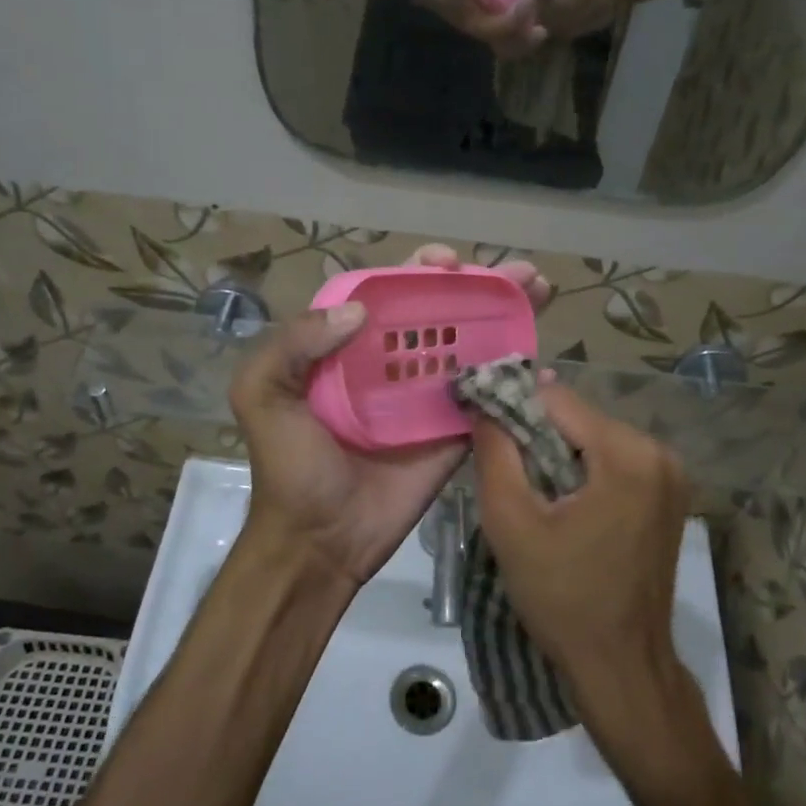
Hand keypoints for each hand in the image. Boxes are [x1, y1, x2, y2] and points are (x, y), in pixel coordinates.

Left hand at [230, 245, 552, 591]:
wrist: (319, 542)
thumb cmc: (290, 467)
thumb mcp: (262, 396)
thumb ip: (291, 344)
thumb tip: (359, 311)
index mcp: (349, 349)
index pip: (390, 295)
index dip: (420, 272)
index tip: (448, 263)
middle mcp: (392, 366)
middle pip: (442, 314)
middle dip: (481, 287)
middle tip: (520, 274)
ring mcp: (427, 400)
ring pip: (471, 349)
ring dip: (507, 320)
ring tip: (541, 294)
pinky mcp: (452, 435)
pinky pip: (487, 402)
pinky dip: (515, 382)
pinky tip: (543, 364)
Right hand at [375, 0, 546, 59]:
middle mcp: (446, 10)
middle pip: (474, 27)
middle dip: (501, 22)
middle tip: (527, 4)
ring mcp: (461, 14)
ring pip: (488, 36)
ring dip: (514, 38)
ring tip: (541, 32)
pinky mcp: (473, 12)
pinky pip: (495, 32)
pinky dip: (516, 36)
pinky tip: (538, 30)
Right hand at [470, 384, 689, 707]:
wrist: (621, 665)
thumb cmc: (563, 597)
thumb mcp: (512, 522)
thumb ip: (495, 453)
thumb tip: (484, 404)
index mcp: (628, 454)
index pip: (557, 399)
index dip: (512, 407)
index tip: (481, 428)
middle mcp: (659, 452)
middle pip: (578, 418)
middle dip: (536, 435)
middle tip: (504, 470)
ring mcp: (670, 475)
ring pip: (594, 439)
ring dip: (557, 455)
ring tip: (530, 493)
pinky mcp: (668, 496)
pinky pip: (613, 462)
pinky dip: (582, 472)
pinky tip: (561, 504)